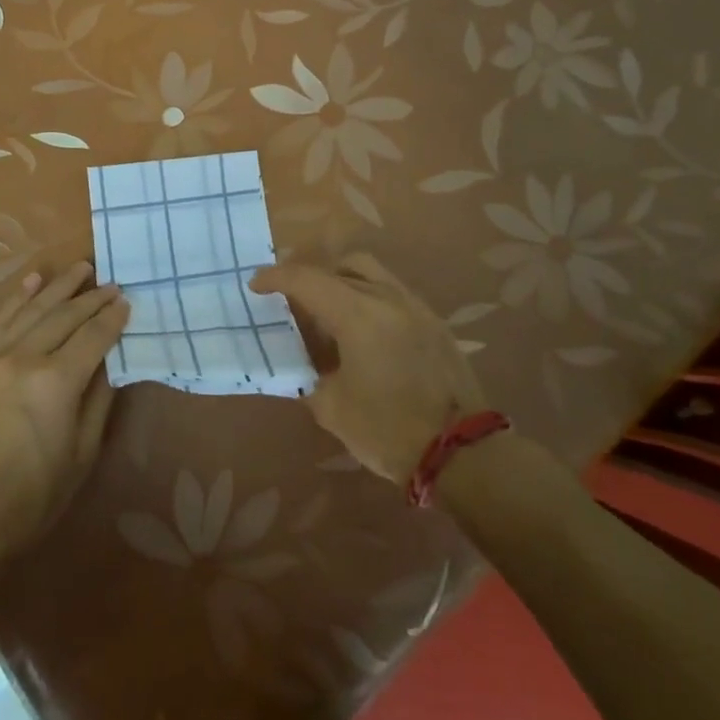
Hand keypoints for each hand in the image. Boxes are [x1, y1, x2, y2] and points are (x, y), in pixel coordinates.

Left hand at [0, 262, 128, 584]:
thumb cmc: (31, 498)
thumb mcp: (80, 457)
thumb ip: (97, 402)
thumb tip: (109, 365)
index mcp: (56, 381)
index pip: (93, 336)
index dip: (113, 318)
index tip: (128, 302)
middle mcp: (25, 357)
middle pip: (65, 316)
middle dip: (92, 297)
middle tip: (112, 283)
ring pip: (33, 309)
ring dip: (59, 286)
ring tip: (81, 268)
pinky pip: (0, 321)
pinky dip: (18, 297)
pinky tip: (32, 280)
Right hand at [250, 252, 484, 484]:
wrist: (463, 453)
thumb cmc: (389, 429)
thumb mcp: (332, 408)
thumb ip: (310, 377)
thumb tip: (303, 366)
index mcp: (357, 313)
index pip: (307, 279)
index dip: (276, 278)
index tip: (256, 285)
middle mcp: (387, 297)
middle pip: (341, 266)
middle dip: (312, 276)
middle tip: (294, 298)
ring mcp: (415, 306)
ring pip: (371, 273)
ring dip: (343, 282)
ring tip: (329, 312)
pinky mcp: (434, 322)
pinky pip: (392, 293)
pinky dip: (369, 298)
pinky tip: (363, 332)